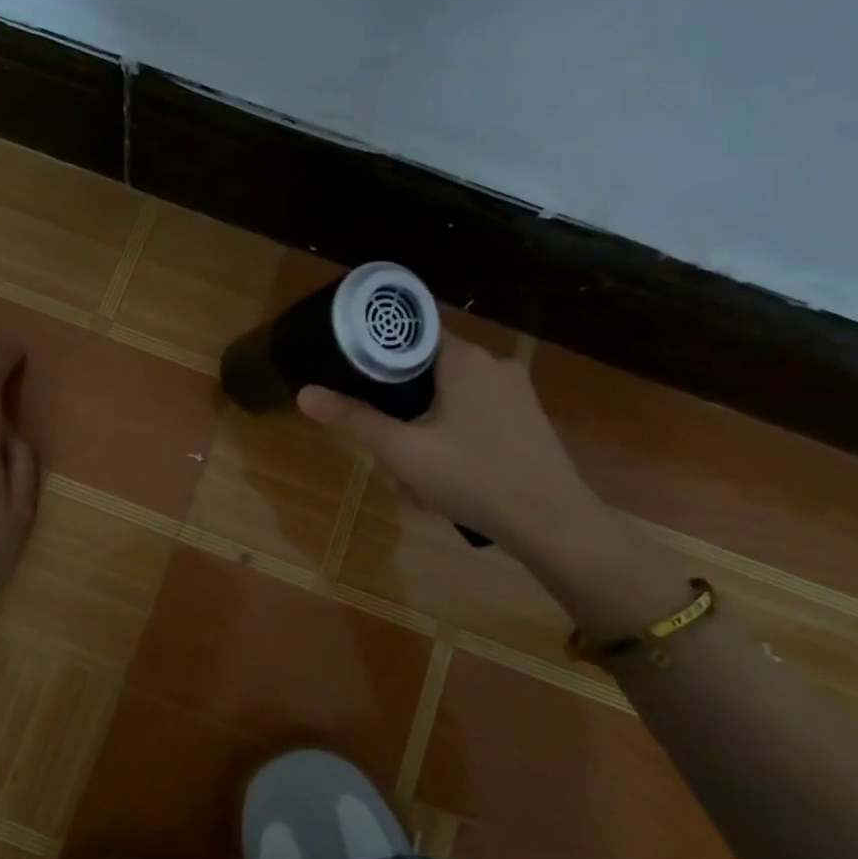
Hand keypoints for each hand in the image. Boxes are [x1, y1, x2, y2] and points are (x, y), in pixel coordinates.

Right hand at [297, 332, 595, 546]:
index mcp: (464, 358)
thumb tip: (304, 393)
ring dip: (424, 435)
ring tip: (415, 482)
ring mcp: (517, 392)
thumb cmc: (472, 477)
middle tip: (388, 455)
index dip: (378, 357)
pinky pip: (476, 419)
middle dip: (401, 415)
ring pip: (450, 401)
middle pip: (427, 374)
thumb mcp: (402, 450)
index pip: (411, 335)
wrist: (552, 523)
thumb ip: (354, 419)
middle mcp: (494, 364)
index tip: (358, 384)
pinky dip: (454, 442)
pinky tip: (447, 482)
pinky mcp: (528, 420)